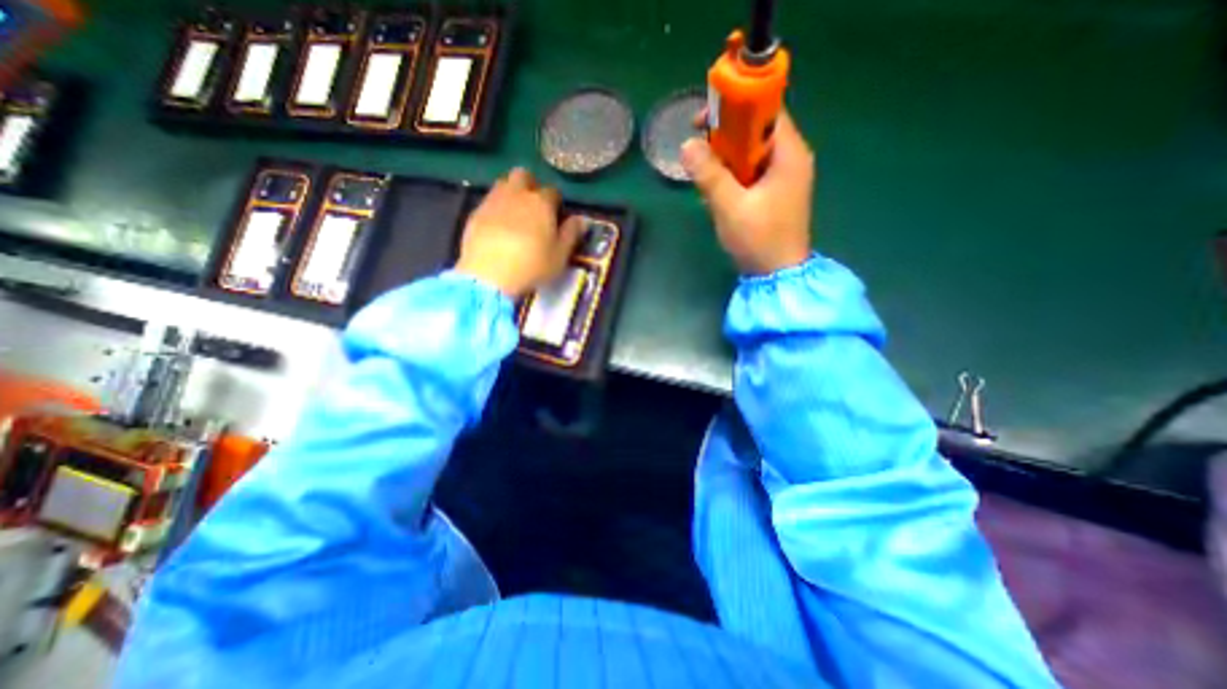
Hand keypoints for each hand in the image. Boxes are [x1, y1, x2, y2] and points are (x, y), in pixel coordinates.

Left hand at [455, 168, 583, 297]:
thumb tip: (582, 219)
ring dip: (511, 193)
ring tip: (515, 215)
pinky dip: (495, 208)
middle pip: (523, 175)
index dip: (556, 203)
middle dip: (530, 185)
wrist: (489, 274)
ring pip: (503, 184)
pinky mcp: (475, 213)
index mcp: (541, 203)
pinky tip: (497, 227)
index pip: (553, 191)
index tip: (556, 216)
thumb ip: (571, 234)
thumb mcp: (560, 255)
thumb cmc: (532, 265)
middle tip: (533, 207)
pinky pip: (488, 201)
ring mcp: (493, 201)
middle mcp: (517, 194)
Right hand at [681, 110, 812, 273]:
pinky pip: (750, 173)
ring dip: (725, 161)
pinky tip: (718, 195)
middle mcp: (790, 159)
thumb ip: (709, 175)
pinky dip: (732, 177)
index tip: (704, 120)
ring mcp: (783, 177)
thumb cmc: (759, 239)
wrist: (777, 275)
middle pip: (755, 131)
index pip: (765, 110)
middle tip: (698, 153)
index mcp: (789, 154)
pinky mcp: (774, 193)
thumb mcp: (730, 206)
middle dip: (725, 138)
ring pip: (750, 154)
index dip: (735, 107)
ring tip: (706, 180)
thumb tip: (686, 145)